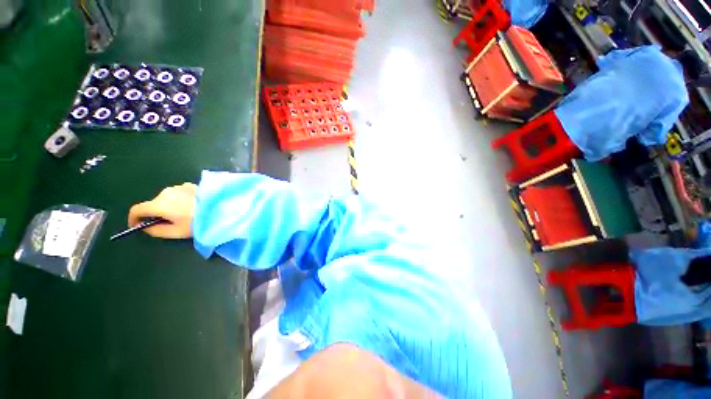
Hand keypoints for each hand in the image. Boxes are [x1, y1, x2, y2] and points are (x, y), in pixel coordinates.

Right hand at [128, 183, 197, 238]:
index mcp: (159, 204)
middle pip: (153, 203)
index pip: (137, 209)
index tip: (138, 226)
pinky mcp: (190, 185)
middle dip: (156, 213)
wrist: (222, 208)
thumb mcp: (175, 232)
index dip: (134, 219)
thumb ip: (156, 231)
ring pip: (166, 198)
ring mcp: (179, 186)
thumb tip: (145, 227)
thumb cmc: (197, 222)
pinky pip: (178, 193)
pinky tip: (193, 206)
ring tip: (184, 214)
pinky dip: (179, 200)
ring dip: (169, 206)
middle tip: (169, 223)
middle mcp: (166, 192)